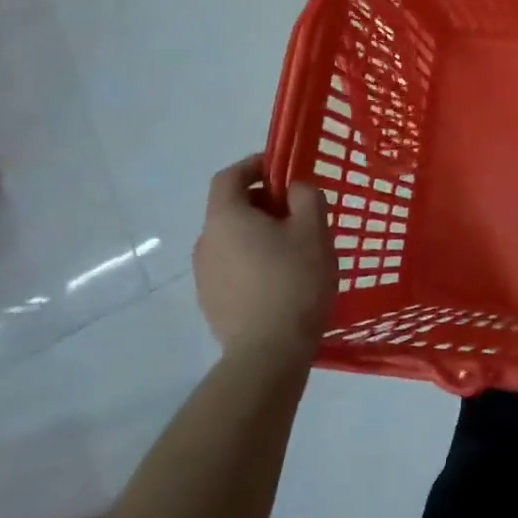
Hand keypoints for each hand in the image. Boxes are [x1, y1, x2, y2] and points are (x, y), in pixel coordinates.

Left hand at [193, 155, 336, 368]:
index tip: (282, 168)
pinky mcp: (211, 302)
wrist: (269, 352)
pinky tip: (281, 281)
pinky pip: (232, 267)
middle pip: (231, 208)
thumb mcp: (313, 229)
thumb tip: (294, 188)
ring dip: (259, 234)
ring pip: (232, 239)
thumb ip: (305, 196)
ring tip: (294, 250)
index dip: (254, 165)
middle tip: (298, 213)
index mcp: (226, 218)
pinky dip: (253, 261)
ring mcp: (204, 276)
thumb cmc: (294, 280)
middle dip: (263, 202)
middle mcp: (205, 242)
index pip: (229, 176)